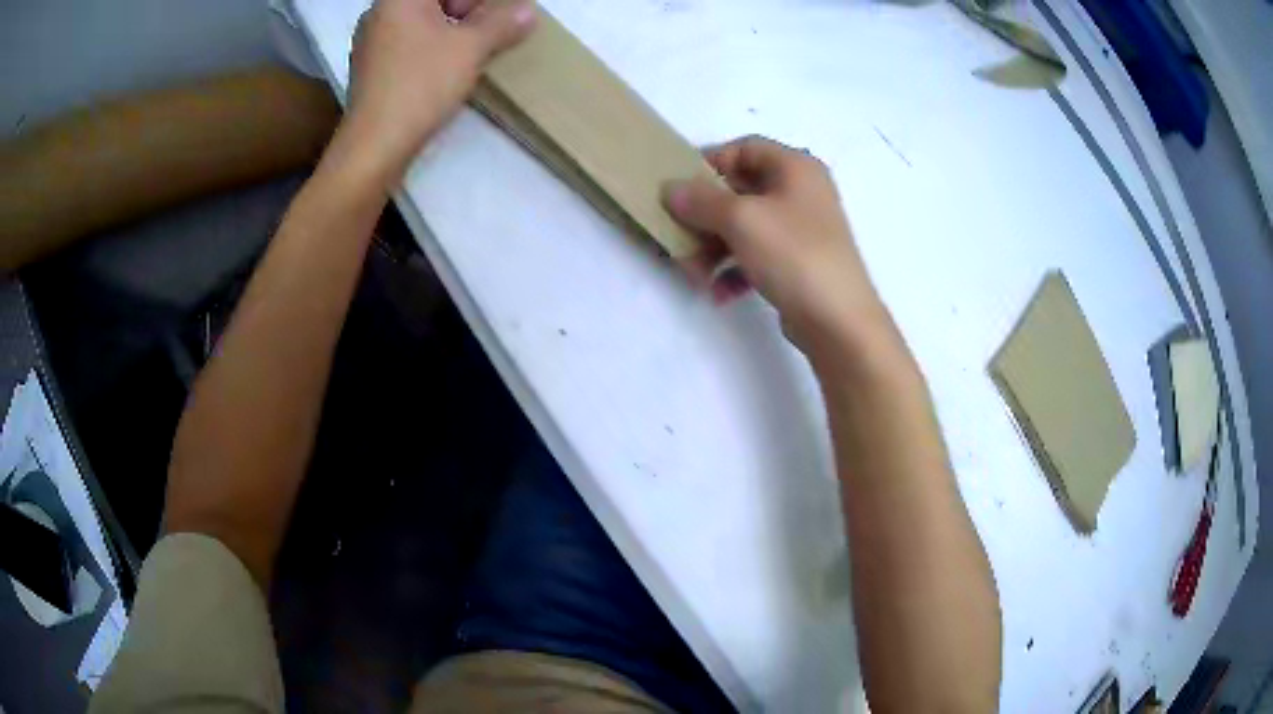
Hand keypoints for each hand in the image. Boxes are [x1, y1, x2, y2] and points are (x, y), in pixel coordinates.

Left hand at [344, 0, 535, 176]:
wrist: (374, 147)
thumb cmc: (420, 86)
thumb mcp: (471, 48)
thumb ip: (502, 24)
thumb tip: (527, 12)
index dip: (480, 2)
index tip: (500, 15)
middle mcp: (379, 14)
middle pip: (433, 1)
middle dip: (469, 9)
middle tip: (494, 30)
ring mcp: (370, 43)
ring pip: (421, 22)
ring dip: (453, 29)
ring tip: (477, 49)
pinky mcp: (370, 70)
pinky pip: (408, 44)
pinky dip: (433, 48)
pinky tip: (449, 69)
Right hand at [663, 136, 897, 369]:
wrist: (839, 320)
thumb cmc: (793, 255)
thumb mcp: (741, 219)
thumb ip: (700, 200)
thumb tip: (672, 189)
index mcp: (795, 167)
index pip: (744, 148)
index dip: (709, 162)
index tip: (679, 187)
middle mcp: (801, 192)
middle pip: (739, 190)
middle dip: (704, 215)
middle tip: (678, 235)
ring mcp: (801, 229)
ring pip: (744, 226)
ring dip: (713, 247)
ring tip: (695, 273)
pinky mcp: (798, 263)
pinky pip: (756, 255)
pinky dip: (734, 269)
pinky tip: (719, 293)